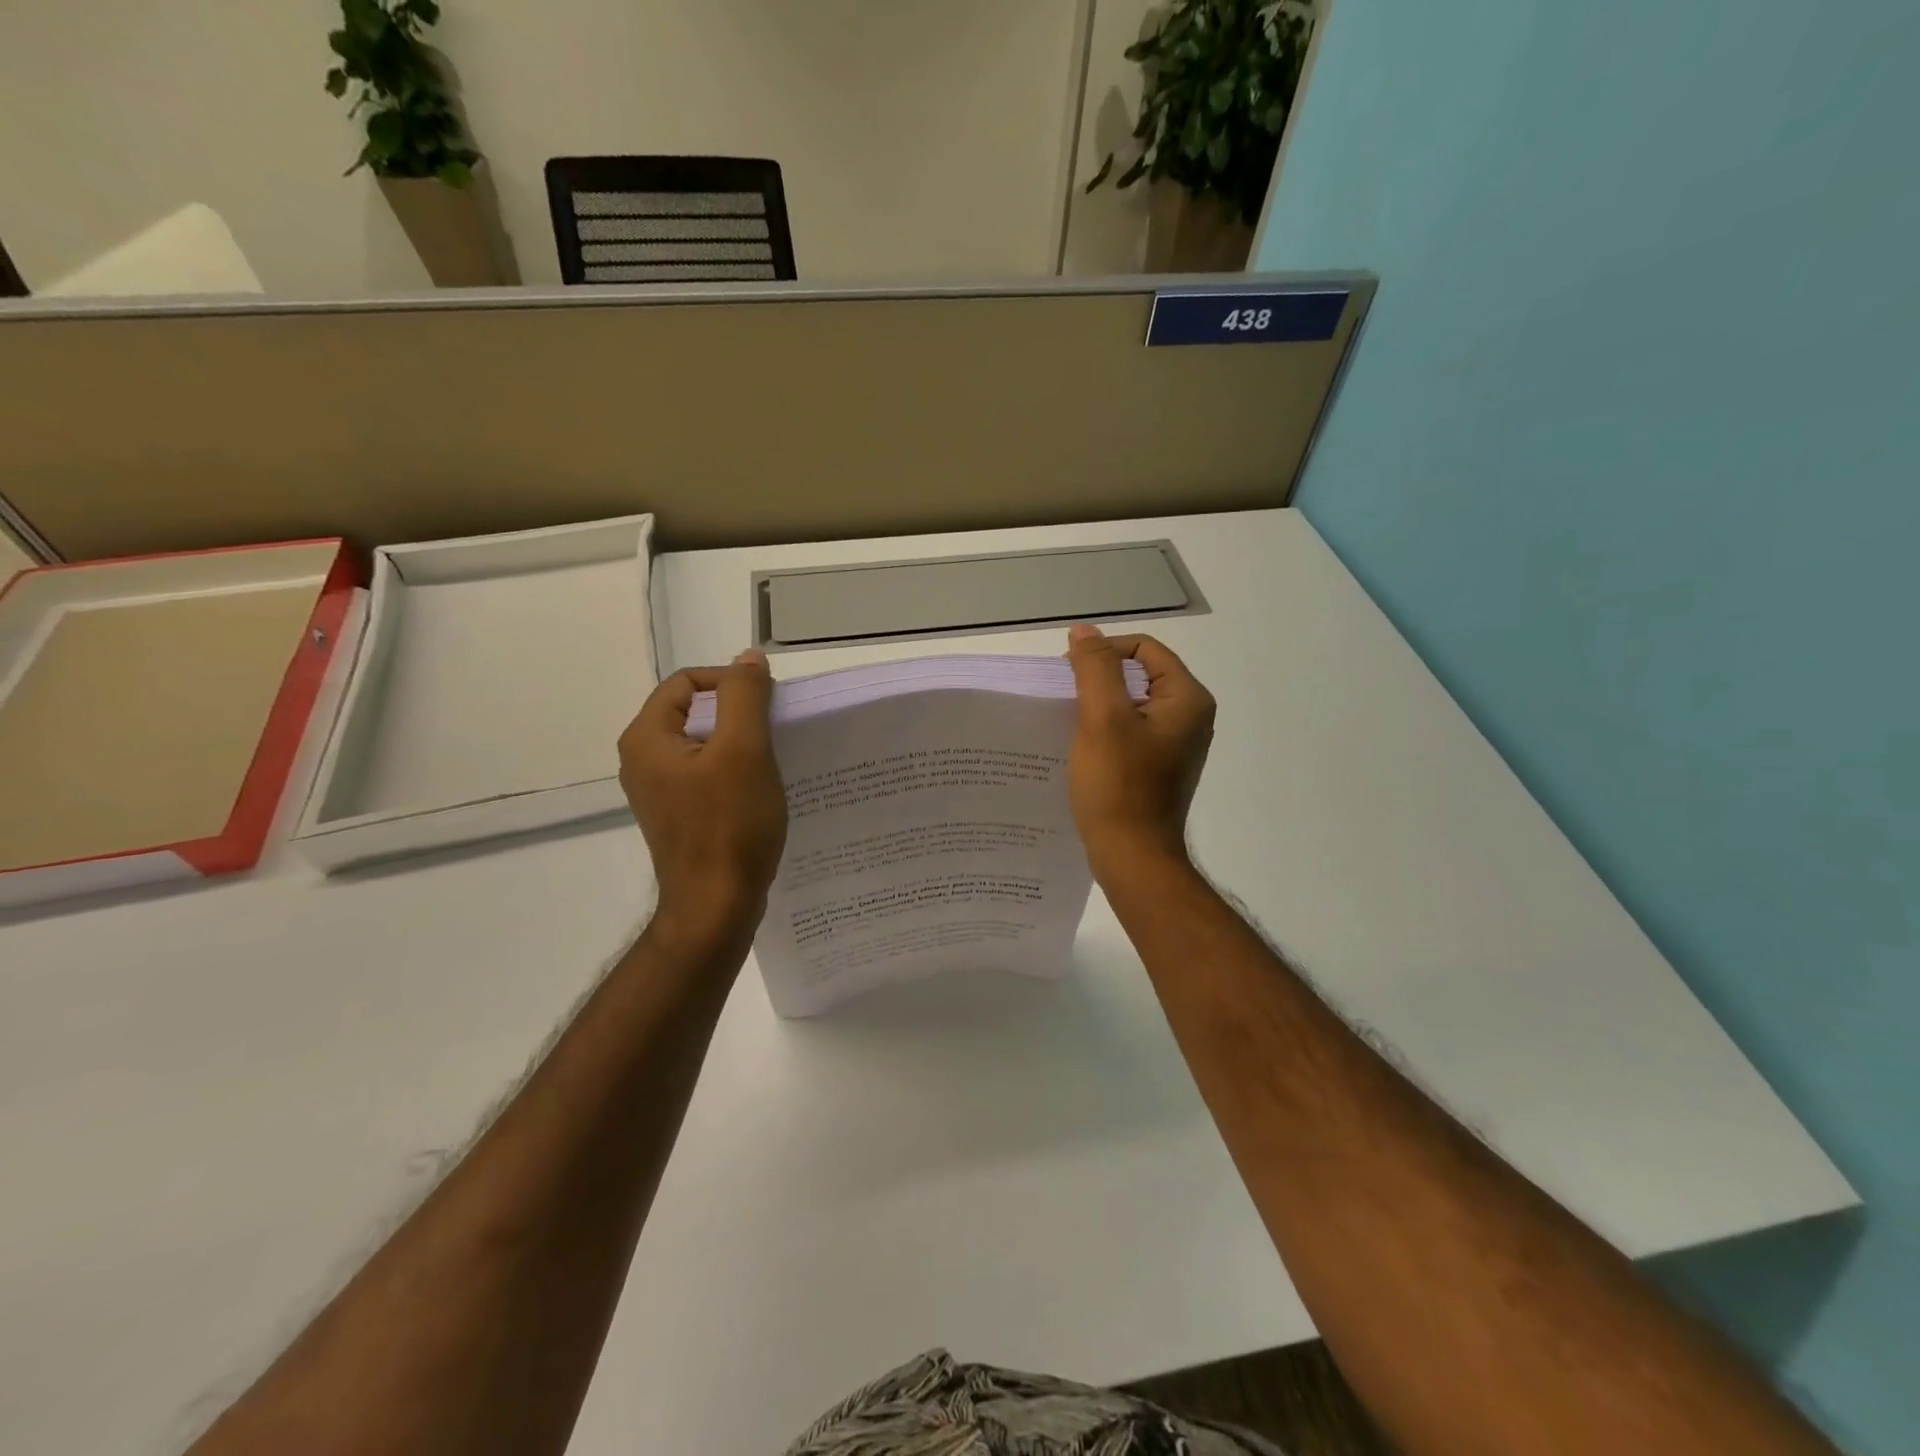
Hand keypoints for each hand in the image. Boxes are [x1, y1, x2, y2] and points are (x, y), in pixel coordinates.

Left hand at [618, 651, 787, 935]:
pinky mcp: (680, 815)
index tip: (768, 704)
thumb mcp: (744, 750)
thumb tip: (749, 658)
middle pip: (694, 711)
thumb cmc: (729, 825)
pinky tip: (762, 788)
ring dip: (740, 742)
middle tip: (776, 730)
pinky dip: (735, 771)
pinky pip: (707, 775)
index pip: (686, 682)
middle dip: (738, 712)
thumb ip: (745, 696)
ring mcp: (660, 792)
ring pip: (704, 744)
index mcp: (647, 738)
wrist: (716, 906)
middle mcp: (643, 761)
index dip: (730, 682)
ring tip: (775, 758)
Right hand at [1065, 623, 1214, 880]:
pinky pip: (1131, 732)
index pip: (1144, 649)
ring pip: (1132, 705)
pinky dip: (1105, 731)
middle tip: (1064, 698)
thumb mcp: (1102, 718)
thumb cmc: (1119, 786)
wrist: (1132, 857)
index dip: (1104, 653)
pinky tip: (1081, 746)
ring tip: (1068, 722)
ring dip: (1099, 706)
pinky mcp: (1159, 767)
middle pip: (1139, 675)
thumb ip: (1094, 668)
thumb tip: (1083, 632)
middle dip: (1099, 679)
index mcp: (1188, 699)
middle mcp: (1190, 717)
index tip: (1068, 674)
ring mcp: (1176, 745)